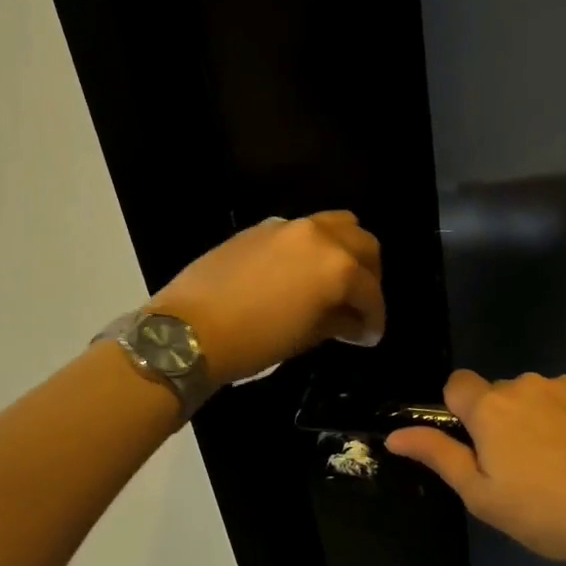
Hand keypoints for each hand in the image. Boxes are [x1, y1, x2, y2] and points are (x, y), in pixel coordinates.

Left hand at [149, 212, 383, 386]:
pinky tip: (299, 272)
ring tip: (335, 279)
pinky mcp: (262, 227)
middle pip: (363, 243)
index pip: (370, 291)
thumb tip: (356, 323)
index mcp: (337, 267)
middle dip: (368, 274)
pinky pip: (302, 229)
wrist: (189, 329)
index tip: (370, 335)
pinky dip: (313, 246)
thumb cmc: (255, 341)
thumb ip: (339, 322)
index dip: (375, 317)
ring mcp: (289, 226)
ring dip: (345, 249)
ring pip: (337, 224)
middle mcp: (319, 237)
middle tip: (359, 303)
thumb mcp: (306, 337)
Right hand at [387, 370, 565, 565]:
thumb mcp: (483, 496)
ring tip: (562, 465)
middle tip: (522, 469)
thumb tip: (396, 435)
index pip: (457, 384)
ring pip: (537, 396)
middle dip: (502, 420)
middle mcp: (525, 384)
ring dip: (538, 418)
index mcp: (490, 407)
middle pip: (499, 393)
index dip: (460, 411)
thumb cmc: (547, 512)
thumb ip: (438, 456)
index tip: (478, 445)